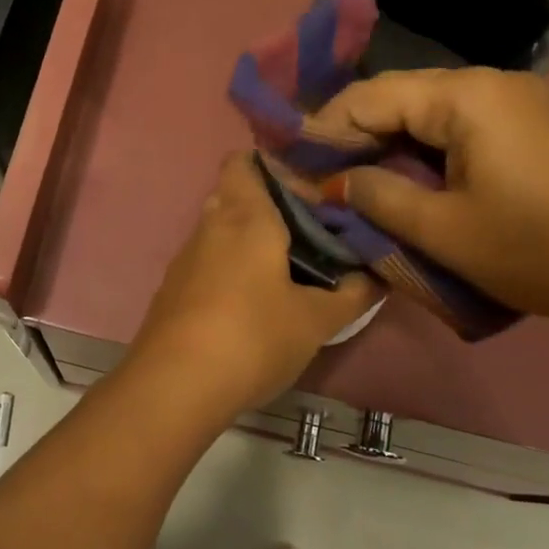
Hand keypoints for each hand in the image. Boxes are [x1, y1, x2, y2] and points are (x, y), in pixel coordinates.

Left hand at [129, 154, 378, 413]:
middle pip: (235, 195)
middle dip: (270, 208)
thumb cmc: (252, 338)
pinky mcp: (172, 290)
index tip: (311, 192)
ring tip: (289, 269)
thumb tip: (376, 277)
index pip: (245, 161)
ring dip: (250, 241)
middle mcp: (209, 226)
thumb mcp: (315, 320)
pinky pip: (207, 262)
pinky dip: (230, 269)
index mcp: (245, 216)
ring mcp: (185, 259)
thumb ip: (351, 295)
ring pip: (220, 231)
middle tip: (310, 233)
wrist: (174, 386)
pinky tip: (253, 302)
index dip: (275, 167)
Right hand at [304, 68, 548, 333]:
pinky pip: (455, 123)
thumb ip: (376, 196)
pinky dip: (419, 147)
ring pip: (425, 110)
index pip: (371, 96)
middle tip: (314, 173)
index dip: (324, 128)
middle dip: (352, 132)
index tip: (290, 163)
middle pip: (398, 95)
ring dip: (384, 141)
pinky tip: (400, 175)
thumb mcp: (442, 229)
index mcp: (466, 96)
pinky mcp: (527, 124)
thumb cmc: (535, 251)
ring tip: (348, 178)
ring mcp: (513, 100)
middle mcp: (488, 82)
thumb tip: (332, 182)